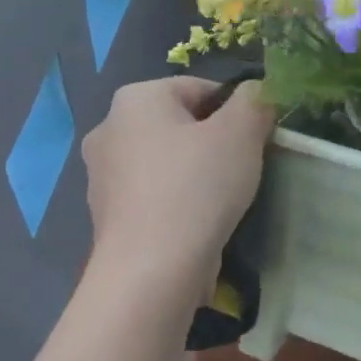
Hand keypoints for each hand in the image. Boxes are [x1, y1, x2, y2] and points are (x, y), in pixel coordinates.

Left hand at [81, 77, 275, 279]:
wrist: (151, 271)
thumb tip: (257, 92)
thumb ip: (254, 102)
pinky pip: (153, 196)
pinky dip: (177, 203)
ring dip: (196, 174)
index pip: (199, 88)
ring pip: (166, 162)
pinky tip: (199, 224)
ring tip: (225, 200)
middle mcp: (109, 129)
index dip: (237, 110)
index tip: (258, 139)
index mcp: (135, 98)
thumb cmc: (197, 188)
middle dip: (214, 142)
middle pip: (180, 125)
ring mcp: (102, 176)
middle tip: (245, 168)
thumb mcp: (241, 133)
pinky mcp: (107, 216)